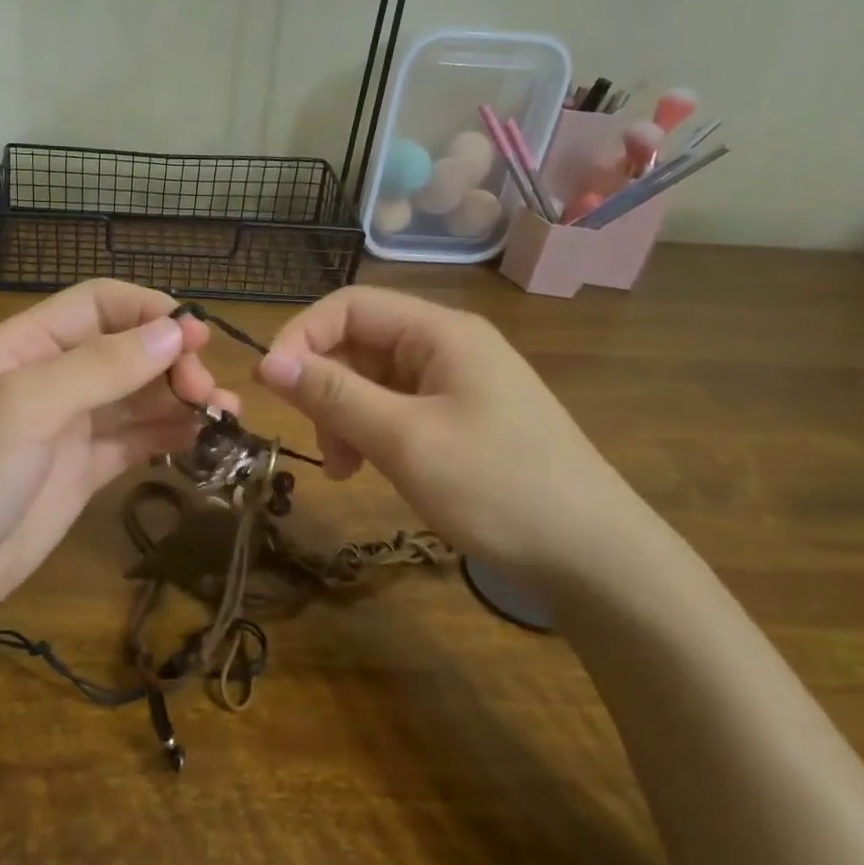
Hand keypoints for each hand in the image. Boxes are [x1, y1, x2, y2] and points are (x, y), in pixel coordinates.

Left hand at [0, 280, 239, 642]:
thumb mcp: (26, 406)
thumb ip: (101, 367)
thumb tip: (174, 332)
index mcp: (28, 344)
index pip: (100, 304)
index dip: (150, 311)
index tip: (197, 337)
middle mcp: (52, 378)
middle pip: (127, 350)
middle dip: (172, 362)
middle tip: (208, 394)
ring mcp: (69, 427)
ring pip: (137, 398)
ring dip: (180, 400)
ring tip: (224, 417)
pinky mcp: (84, 472)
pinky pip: (135, 441)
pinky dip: (169, 437)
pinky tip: (201, 442)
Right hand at [256, 287, 661, 605]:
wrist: (595, 559)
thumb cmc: (497, 487)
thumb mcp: (404, 439)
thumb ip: (334, 395)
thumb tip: (268, 361)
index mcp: (441, 332)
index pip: (349, 305)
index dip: (302, 337)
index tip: (271, 385)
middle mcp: (448, 347)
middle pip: (360, 343)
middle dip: (325, 387)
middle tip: (317, 441)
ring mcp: (457, 384)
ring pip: (373, 381)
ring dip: (344, 416)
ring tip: (344, 468)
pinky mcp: (461, 420)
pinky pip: (396, 410)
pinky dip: (371, 434)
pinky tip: (367, 469)